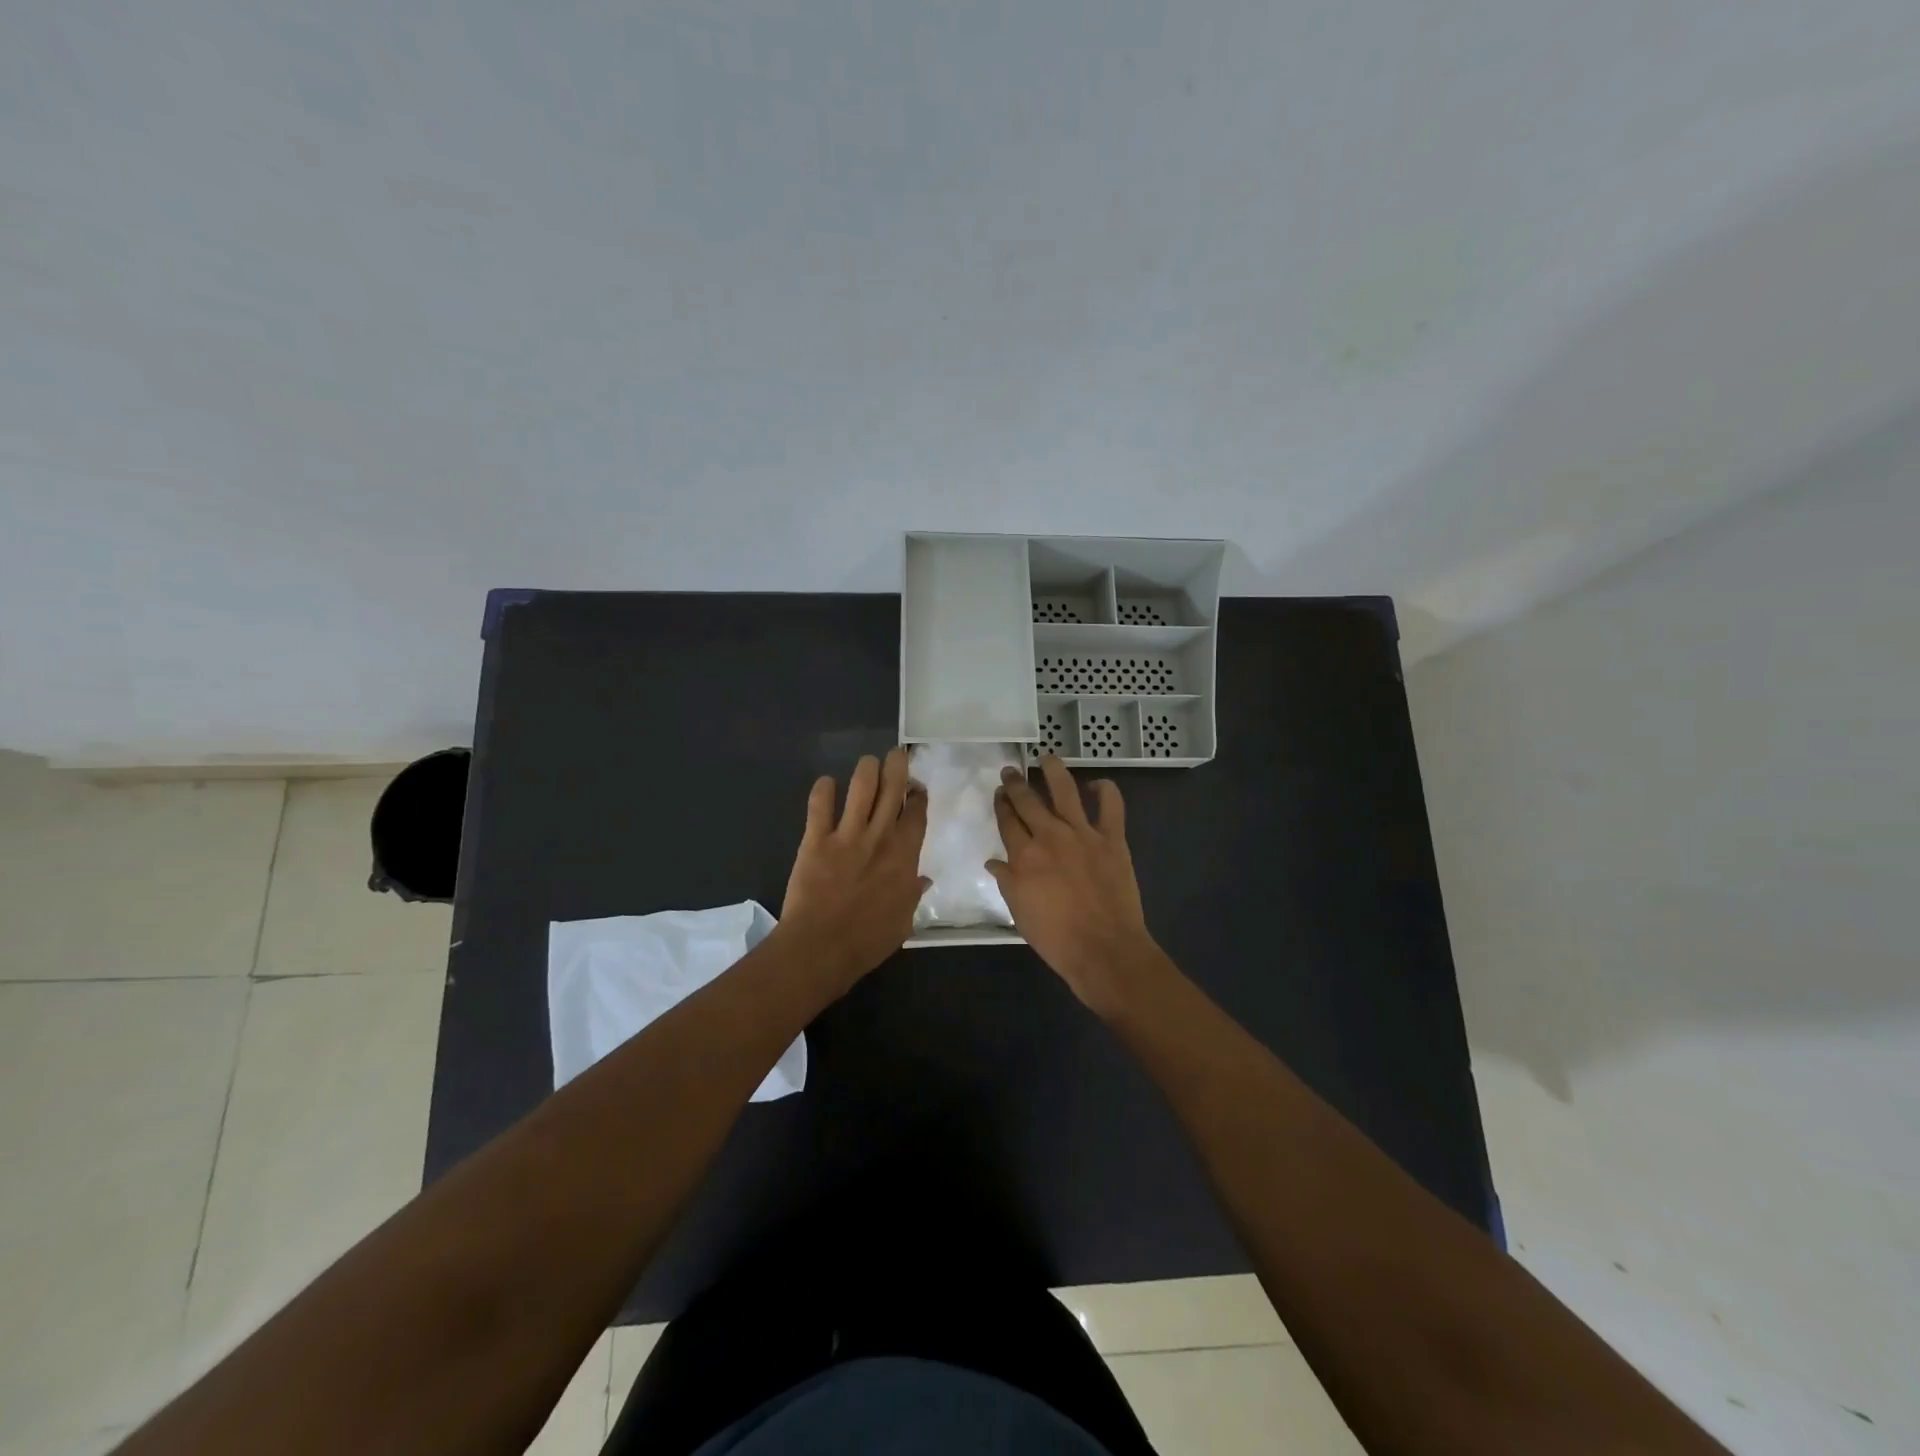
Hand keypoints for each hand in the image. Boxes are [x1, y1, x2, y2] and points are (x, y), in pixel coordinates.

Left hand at [778, 748, 929, 993]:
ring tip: (868, 762)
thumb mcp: (903, 921)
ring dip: (866, 770)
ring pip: (861, 788)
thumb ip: (913, 895)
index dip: (918, 796)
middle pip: (892, 789)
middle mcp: (879, 837)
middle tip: (896, 755)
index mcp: (904, 856)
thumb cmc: (868, 940)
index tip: (917, 788)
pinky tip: (826, 783)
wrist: (821, 947)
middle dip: (897, 767)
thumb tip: (923, 879)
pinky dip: (823, 790)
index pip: (916, 814)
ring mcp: (847, 835)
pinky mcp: (816, 839)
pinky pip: (819, 806)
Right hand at [987, 755, 1169, 1014]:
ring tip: (1046, 758)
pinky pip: (1111, 805)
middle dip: (1016, 783)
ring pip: (1065, 790)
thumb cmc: (1056, 937)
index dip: (1001, 804)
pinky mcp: (1112, 838)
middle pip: (1028, 800)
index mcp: (1024, 855)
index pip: (1007, 820)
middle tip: (1010, 771)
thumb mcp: (1019, 912)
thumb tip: (994, 861)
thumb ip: (1006, 881)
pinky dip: (1105, 790)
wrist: (1104, 949)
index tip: (998, 793)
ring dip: (1054, 770)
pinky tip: (1097, 784)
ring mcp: (1083, 833)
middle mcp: (1050, 835)